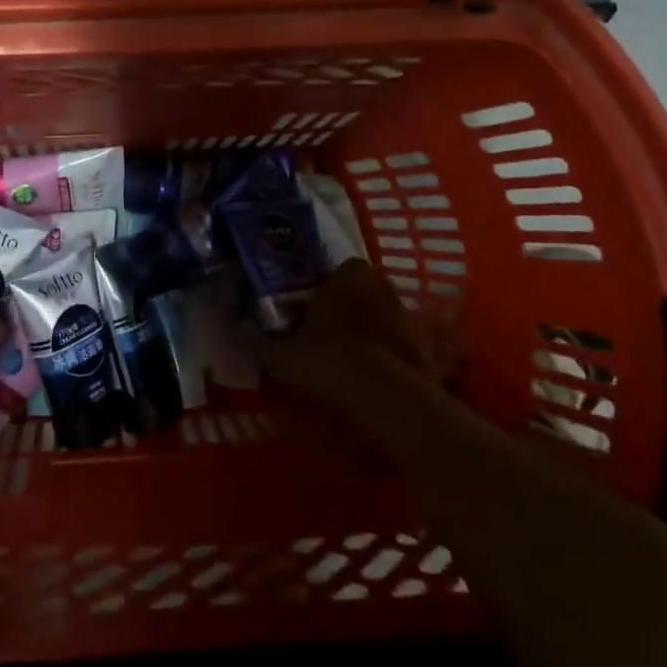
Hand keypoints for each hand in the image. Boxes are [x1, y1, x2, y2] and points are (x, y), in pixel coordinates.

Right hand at [260, 259, 460, 419]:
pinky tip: (381, 376)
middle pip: (363, 290)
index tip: (311, 309)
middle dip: (350, 307)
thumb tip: (237, 328)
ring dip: (375, 330)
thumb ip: (259, 340)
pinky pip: (408, 345)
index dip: (323, 289)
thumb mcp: (281, 354)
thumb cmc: (328, 359)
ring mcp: (408, 314)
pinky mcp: (429, 346)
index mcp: (348, 275)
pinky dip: (397, 356)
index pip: (337, 270)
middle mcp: (381, 285)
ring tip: (356, 358)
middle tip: (331, 333)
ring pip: (386, 316)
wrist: (383, 396)